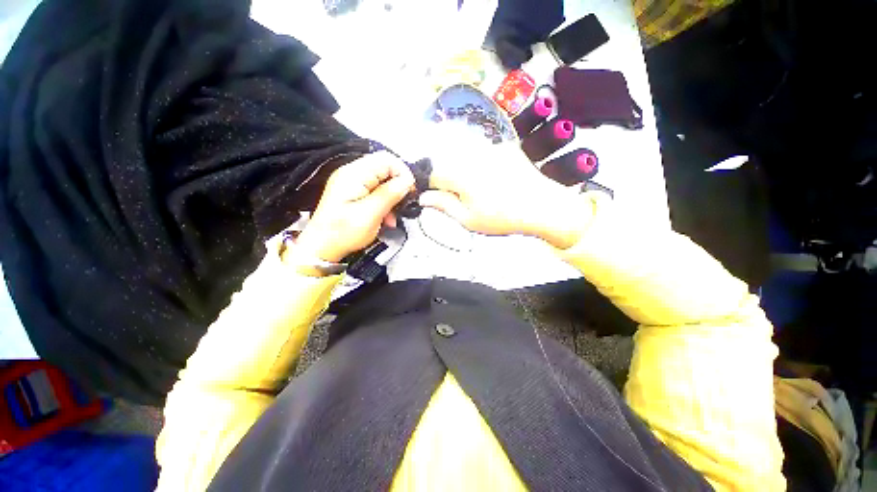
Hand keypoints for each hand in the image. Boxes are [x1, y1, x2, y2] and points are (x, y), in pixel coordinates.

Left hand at [295, 152, 414, 262]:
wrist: (321, 248)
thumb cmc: (344, 232)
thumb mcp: (371, 214)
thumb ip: (389, 194)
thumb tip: (408, 180)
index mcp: (354, 174)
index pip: (386, 159)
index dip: (403, 173)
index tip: (410, 192)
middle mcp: (352, 173)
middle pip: (385, 169)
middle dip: (397, 187)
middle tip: (403, 205)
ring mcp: (352, 183)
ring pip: (382, 181)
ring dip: (392, 198)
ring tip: (392, 218)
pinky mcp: (353, 193)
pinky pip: (375, 191)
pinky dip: (383, 203)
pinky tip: (385, 219)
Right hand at [418, 140, 588, 248]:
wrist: (542, 207)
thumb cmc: (502, 217)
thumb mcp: (468, 219)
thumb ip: (443, 205)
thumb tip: (424, 197)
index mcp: (459, 173)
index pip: (432, 174)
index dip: (432, 188)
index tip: (439, 199)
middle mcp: (471, 154)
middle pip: (447, 163)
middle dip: (448, 180)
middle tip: (462, 199)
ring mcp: (489, 147)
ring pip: (463, 157)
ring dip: (462, 172)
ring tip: (478, 191)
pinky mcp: (503, 146)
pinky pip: (481, 152)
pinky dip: (478, 164)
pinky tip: (491, 180)